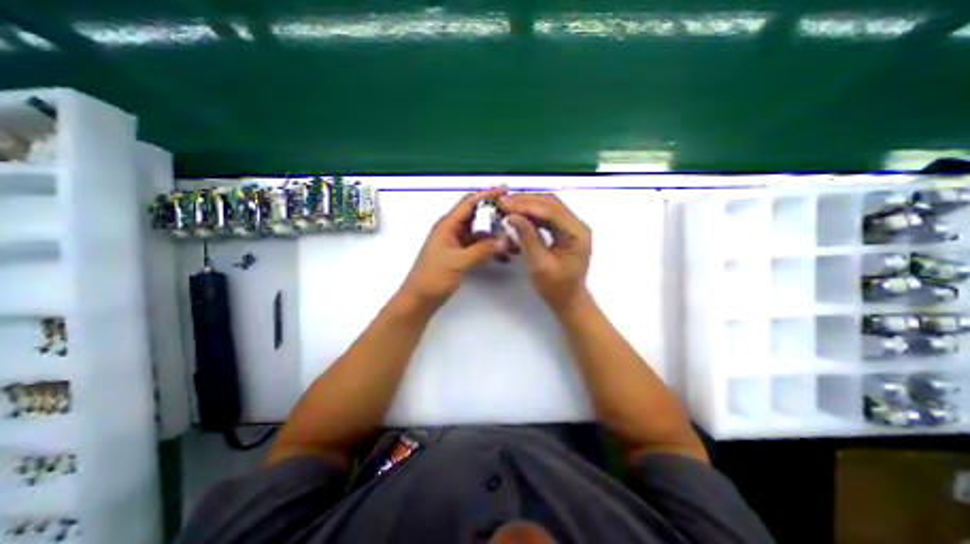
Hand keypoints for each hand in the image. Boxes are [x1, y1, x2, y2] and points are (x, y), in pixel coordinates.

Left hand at [399, 186, 518, 306]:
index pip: (468, 203)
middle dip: (495, 216)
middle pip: (476, 216)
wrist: (420, 299)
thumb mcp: (458, 262)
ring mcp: (456, 244)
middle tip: (514, 218)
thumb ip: (482, 250)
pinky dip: (490, 248)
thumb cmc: (433, 278)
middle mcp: (452, 231)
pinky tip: (503, 256)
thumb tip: (504, 241)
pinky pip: (478, 246)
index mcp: (447, 225)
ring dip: (495, 235)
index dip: (487, 195)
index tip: (505, 191)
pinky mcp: (460, 255)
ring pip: (479, 233)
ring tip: (513, 240)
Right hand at [500, 194, 591, 312]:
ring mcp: (572, 227)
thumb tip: (512, 216)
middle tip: (503, 203)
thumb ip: (528, 238)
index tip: (505, 204)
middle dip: (526, 201)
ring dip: (528, 205)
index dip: (526, 205)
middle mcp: (577, 225)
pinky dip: (532, 213)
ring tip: (508, 206)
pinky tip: (519, 214)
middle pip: (551, 203)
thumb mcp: (540, 265)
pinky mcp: (565, 231)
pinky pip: (548, 216)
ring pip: (549, 207)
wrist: (569, 300)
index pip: (551, 211)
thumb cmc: (556, 288)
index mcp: (576, 233)